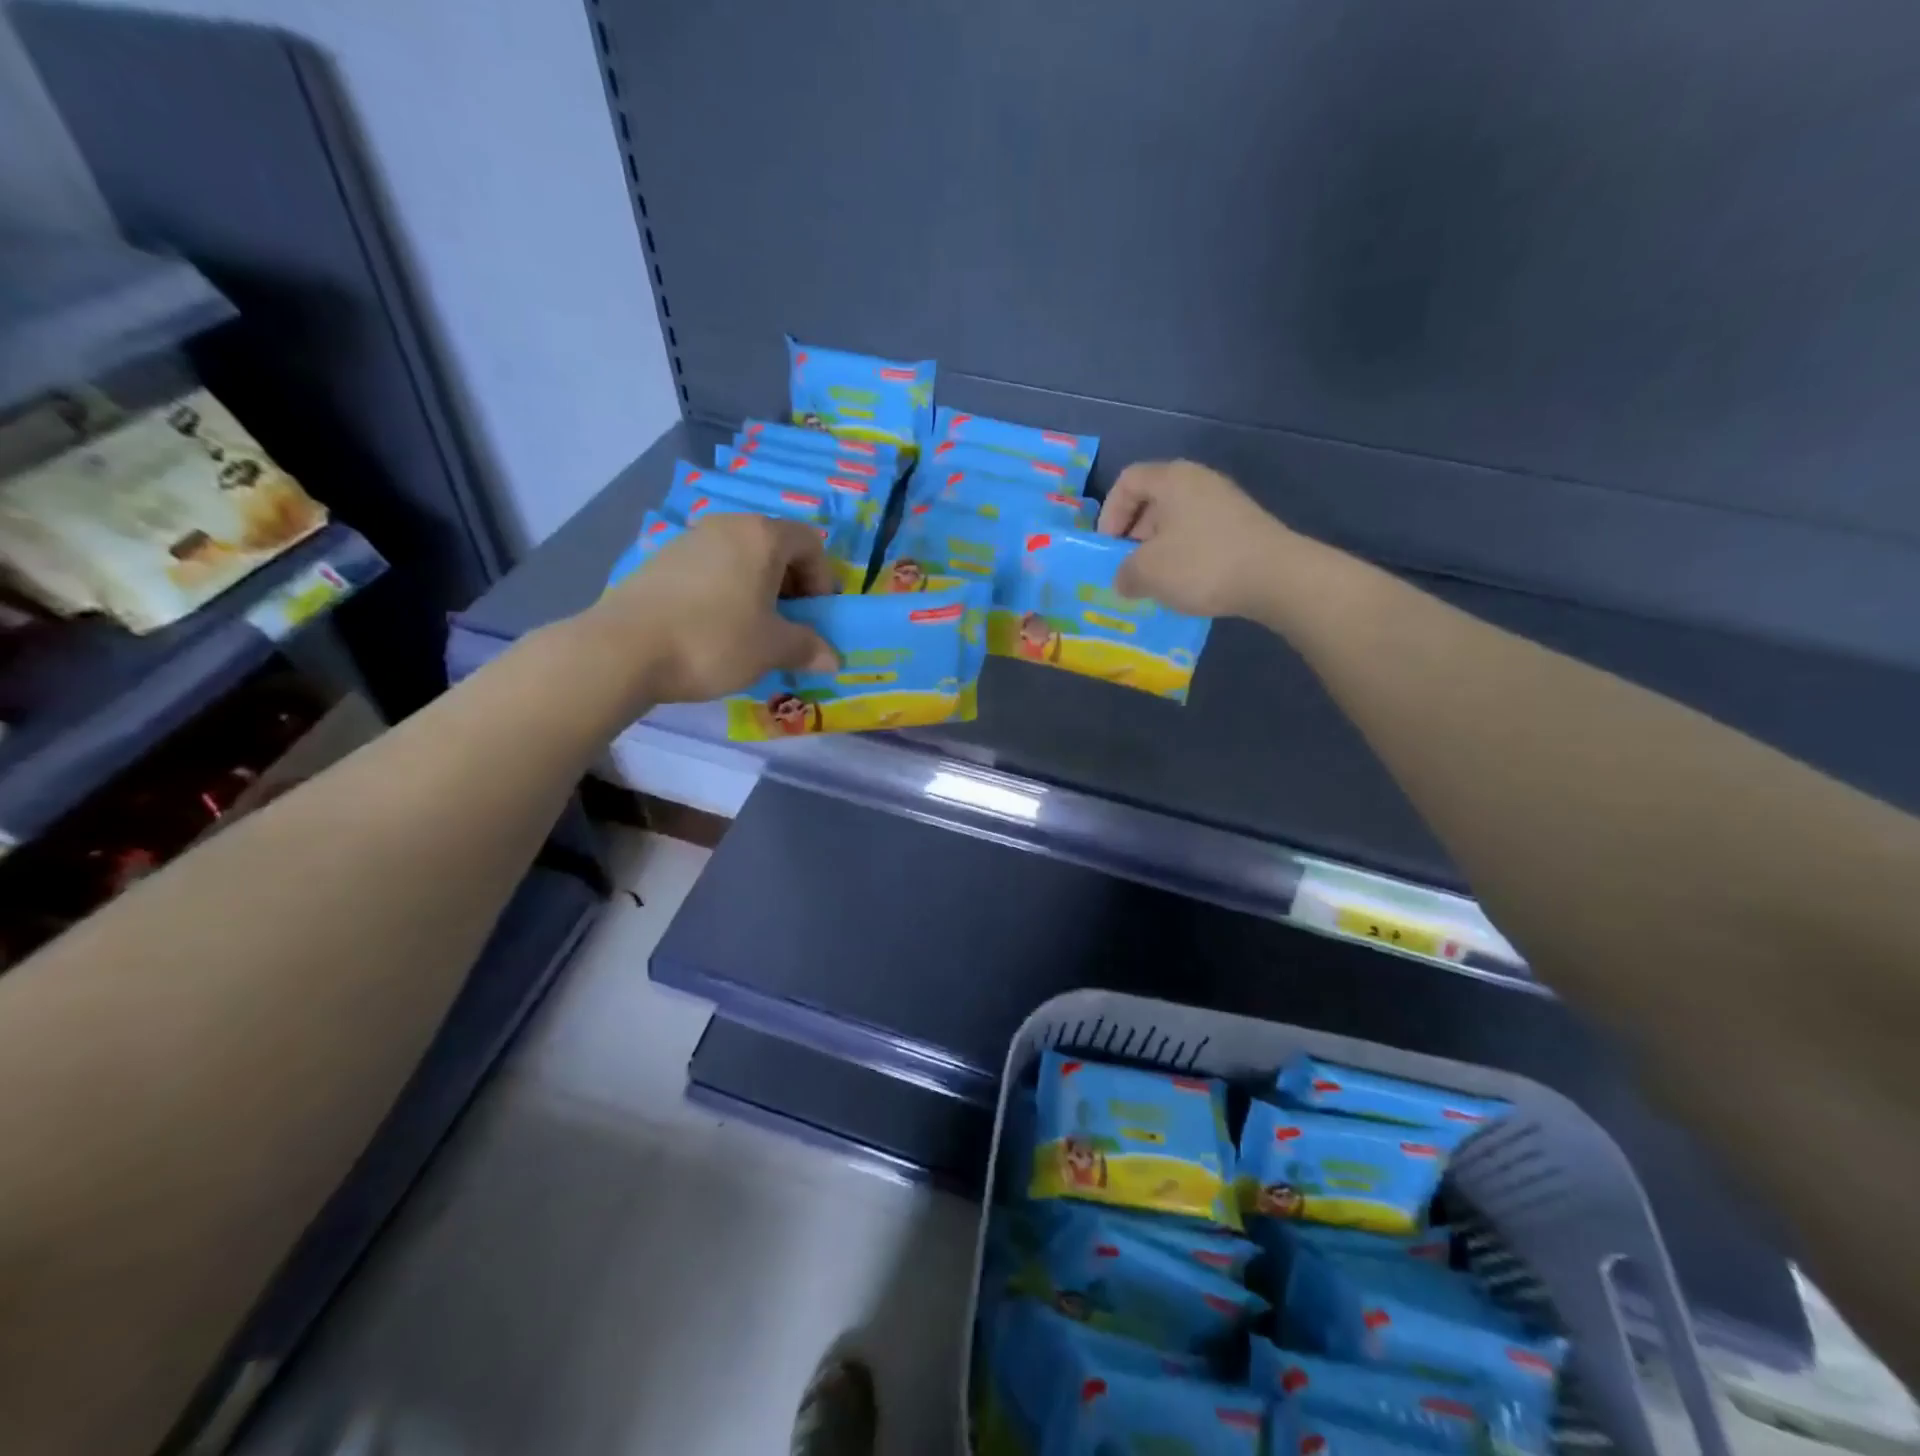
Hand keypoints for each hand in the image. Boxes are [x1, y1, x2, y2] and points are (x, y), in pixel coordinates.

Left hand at [584, 514, 839, 704]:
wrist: (624, 649)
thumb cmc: (714, 640)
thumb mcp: (772, 649)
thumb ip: (808, 648)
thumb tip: (833, 659)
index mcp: (762, 537)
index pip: (811, 543)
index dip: (823, 579)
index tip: (816, 616)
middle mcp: (727, 526)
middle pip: (775, 546)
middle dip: (791, 585)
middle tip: (788, 624)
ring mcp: (690, 539)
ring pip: (741, 558)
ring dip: (757, 589)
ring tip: (751, 629)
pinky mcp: (661, 560)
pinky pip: (711, 569)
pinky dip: (725, 591)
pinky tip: (714, 627)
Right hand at [1097, 461, 1294, 618]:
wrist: (1275, 577)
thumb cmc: (1201, 564)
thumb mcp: (1147, 572)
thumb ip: (1124, 573)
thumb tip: (1125, 578)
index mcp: (1172, 479)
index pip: (1127, 481)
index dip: (1109, 513)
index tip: (1109, 547)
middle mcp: (1199, 481)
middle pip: (1153, 500)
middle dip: (1133, 535)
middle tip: (1128, 567)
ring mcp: (1225, 502)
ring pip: (1177, 520)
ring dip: (1159, 549)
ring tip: (1156, 581)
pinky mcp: (1243, 526)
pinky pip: (1200, 534)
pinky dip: (1185, 555)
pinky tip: (1187, 583)